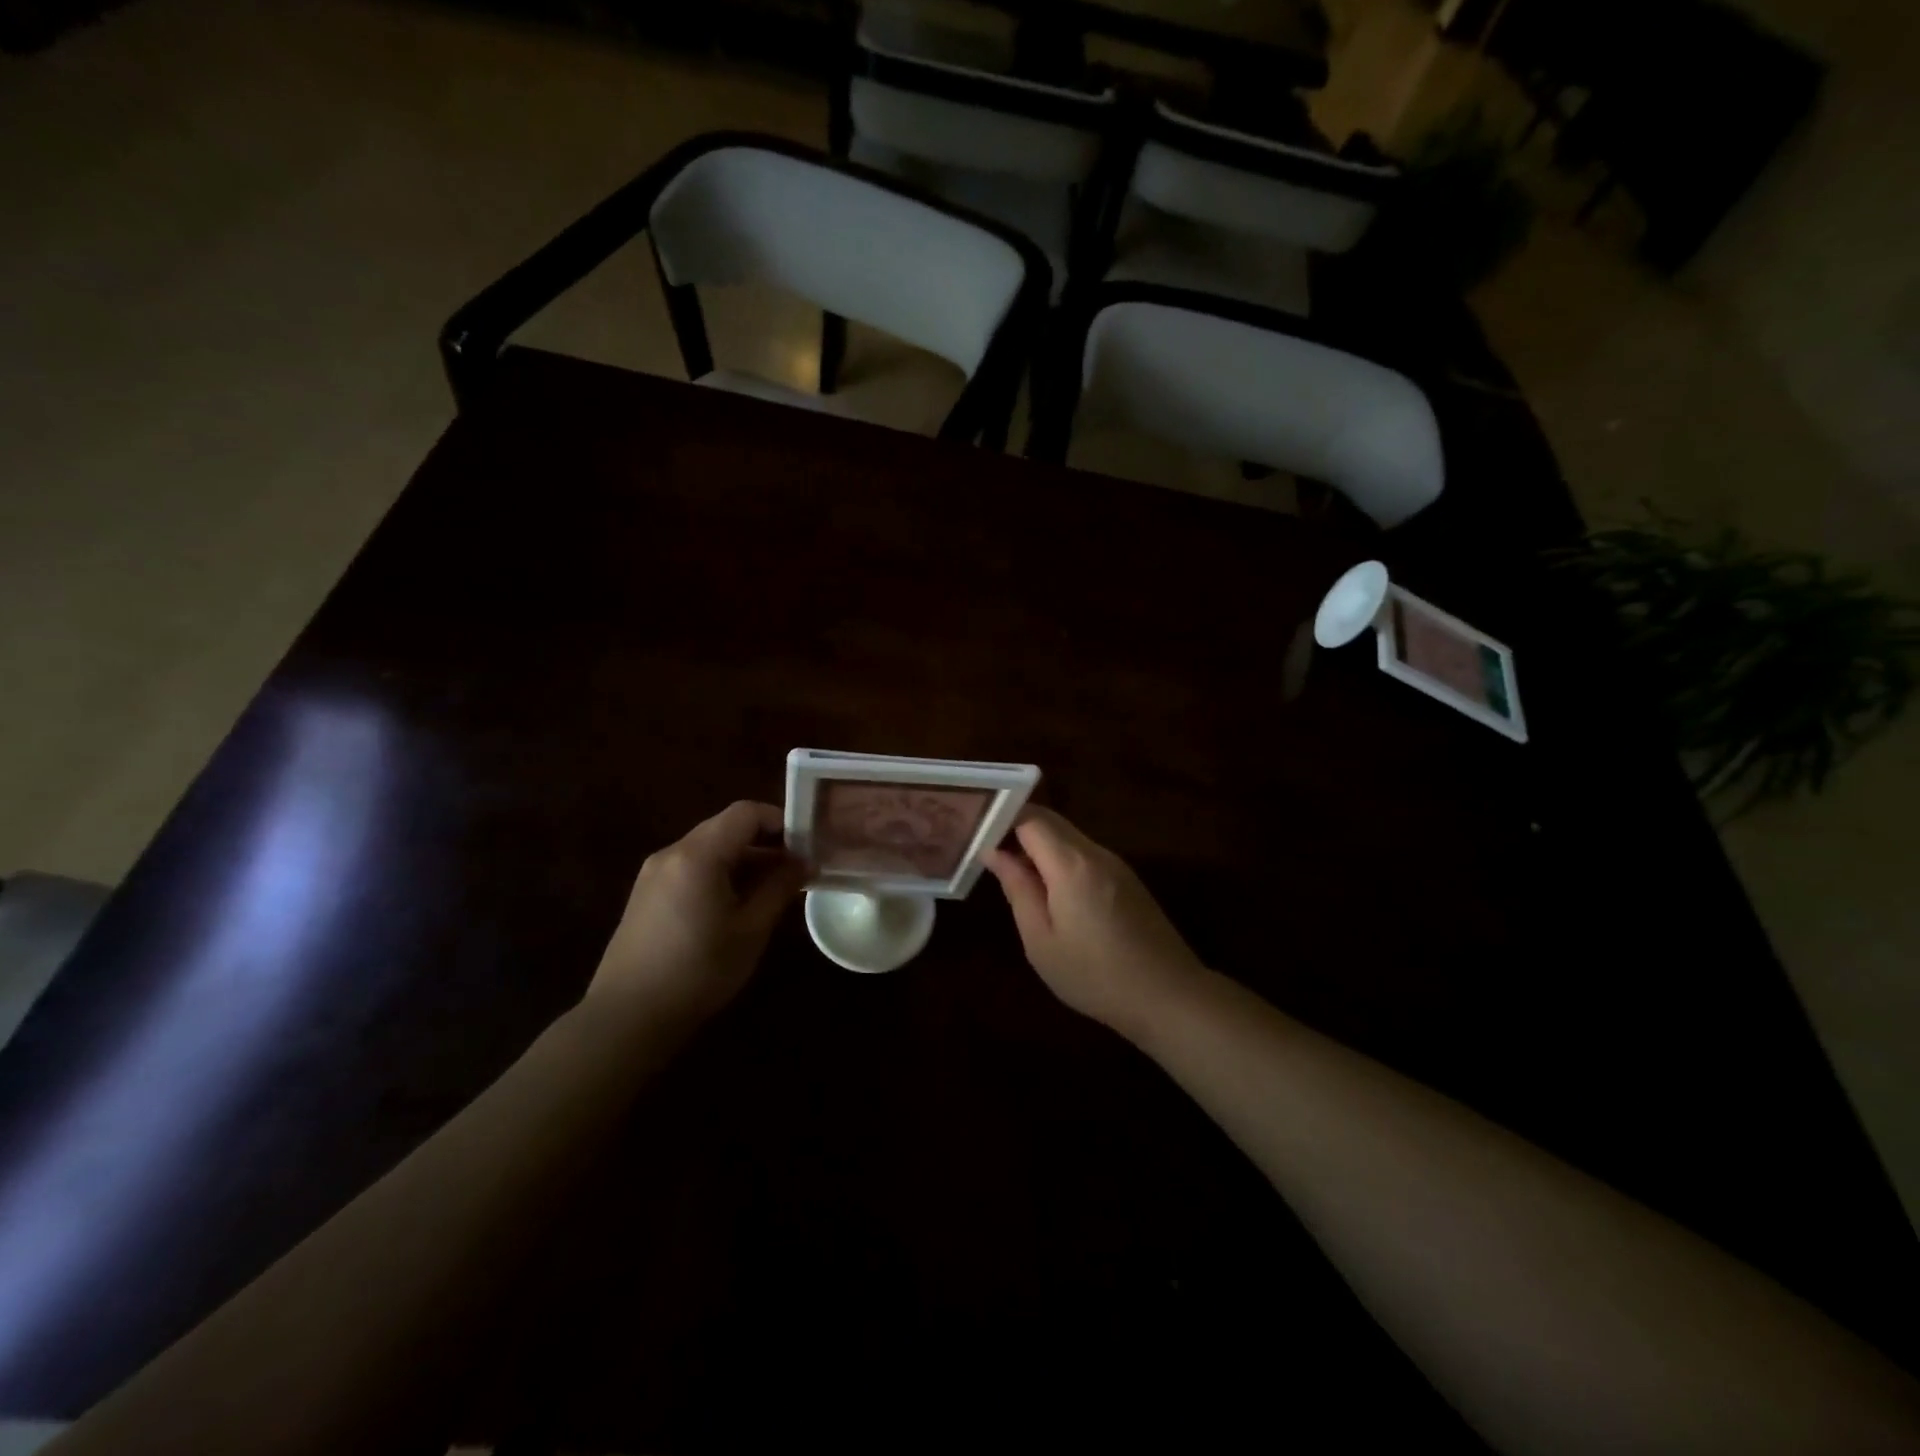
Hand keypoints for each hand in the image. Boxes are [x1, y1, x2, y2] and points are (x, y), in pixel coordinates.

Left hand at [586, 801, 807, 1034]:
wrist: (627, 1017)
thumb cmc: (698, 970)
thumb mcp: (751, 929)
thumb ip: (780, 888)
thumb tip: (805, 862)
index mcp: (698, 855)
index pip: (745, 813)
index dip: (780, 821)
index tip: (805, 847)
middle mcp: (672, 853)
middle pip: (726, 828)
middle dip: (764, 843)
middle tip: (794, 871)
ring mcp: (654, 873)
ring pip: (709, 849)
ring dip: (743, 861)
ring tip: (771, 892)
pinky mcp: (646, 895)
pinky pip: (691, 868)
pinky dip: (719, 874)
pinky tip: (735, 907)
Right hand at [983, 807, 1208, 1040]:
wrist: (1168, 996)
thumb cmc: (1094, 975)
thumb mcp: (1041, 940)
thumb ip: (1018, 889)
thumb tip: (995, 853)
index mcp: (1071, 864)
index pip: (1030, 818)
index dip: (1002, 819)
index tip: (977, 833)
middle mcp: (1095, 852)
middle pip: (1051, 821)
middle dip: (1017, 827)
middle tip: (988, 849)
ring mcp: (1116, 863)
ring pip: (1069, 836)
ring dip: (1039, 845)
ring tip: (1013, 871)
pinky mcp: (1127, 879)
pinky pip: (1085, 854)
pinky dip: (1060, 859)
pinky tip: (1050, 890)